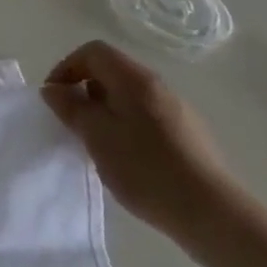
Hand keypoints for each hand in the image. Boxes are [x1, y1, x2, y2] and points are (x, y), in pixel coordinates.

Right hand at [40, 41, 240, 250]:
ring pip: (129, 98)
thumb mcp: (96, 136)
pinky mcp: (189, 137)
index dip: (66, 67)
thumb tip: (54, 89)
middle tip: (73, 124)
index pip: (93, 51)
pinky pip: (147, 118)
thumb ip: (70, 107)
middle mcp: (159, 87)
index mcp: (135, 79)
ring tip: (98, 145)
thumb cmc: (146, 168)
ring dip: (105, 112)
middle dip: (85, 92)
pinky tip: (128, 161)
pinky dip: (127, 128)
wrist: (213, 215)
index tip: (55, 98)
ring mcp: (178, 111)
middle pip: (112, 72)